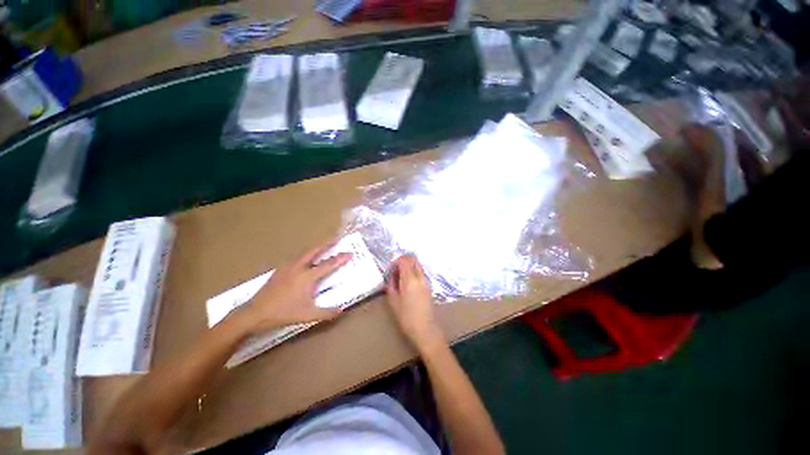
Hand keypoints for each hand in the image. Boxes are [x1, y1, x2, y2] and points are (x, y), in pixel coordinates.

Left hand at [242, 240, 351, 331]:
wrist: (259, 310)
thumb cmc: (285, 313)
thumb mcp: (309, 315)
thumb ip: (327, 312)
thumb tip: (341, 309)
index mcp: (307, 277)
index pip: (327, 265)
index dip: (339, 259)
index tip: (349, 253)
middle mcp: (297, 267)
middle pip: (314, 251)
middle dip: (325, 243)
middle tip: (335, 237)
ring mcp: (286, 267)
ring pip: (303, 254)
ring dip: (314, 249)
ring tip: (321, 248)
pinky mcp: (279, 271)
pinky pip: (295, 259)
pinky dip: (304, 257)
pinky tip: (302, 263)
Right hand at [385, 255, 444, 353]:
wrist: (425, 329)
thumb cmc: (407, 317)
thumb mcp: (393, 301)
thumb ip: (391, 285)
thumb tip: (391, 276)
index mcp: (410, 279)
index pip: (405, 259)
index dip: (396, 261)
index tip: (389, 270)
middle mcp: (421, 277)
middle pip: (414, 260)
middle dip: (403, 261)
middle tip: (394, 272)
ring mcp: (427, 282)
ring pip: (418, 266)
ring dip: (409, 268)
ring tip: (399, 280)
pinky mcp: (430, 288)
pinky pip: (421, 274)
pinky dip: (413, 274)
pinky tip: (407, 286)